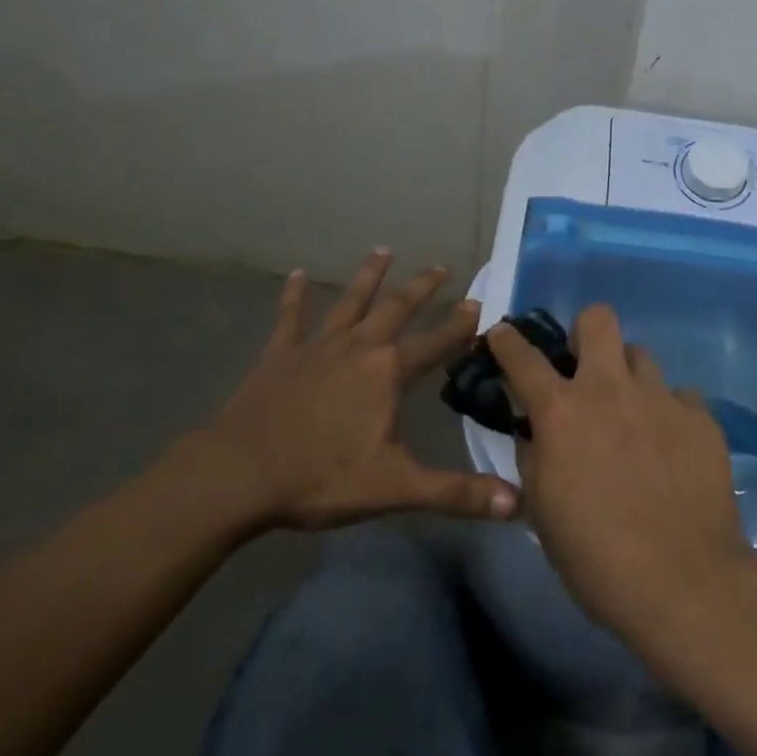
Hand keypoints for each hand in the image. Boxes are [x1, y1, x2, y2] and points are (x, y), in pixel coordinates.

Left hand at [184, 250, 520, 533]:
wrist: (239, 475)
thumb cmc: (321, 478)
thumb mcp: (395, 488)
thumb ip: (457, 493)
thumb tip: (517, 504)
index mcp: (388, 372)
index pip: (436, 342)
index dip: (460, 325)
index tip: (479, 304)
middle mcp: (359, 346)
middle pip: (397, 307)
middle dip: (422, 287)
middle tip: (441, 266)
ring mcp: (317, 345)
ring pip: (351, 301)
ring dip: (369, 275)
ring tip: (383, 250)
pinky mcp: (280, 353)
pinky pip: (290, 316)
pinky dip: (295, 294)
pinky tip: (297, 274)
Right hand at [488, 305, 756, 642]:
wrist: (684, 583)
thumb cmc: (597, 557)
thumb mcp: (542, 511)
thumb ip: (534, 456)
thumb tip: (534, 430)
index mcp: (562, 412)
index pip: (523, 357)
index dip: (507, 340)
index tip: (502, 333)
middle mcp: (609, 389)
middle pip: (598, 319)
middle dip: (586, 334)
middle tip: (585, 369)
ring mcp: (660, 398)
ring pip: (641, 355)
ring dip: (628, 377)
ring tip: (633, 415)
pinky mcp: (700, 417)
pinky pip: (680, 397)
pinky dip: (670, 414)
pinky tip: (672, 448)